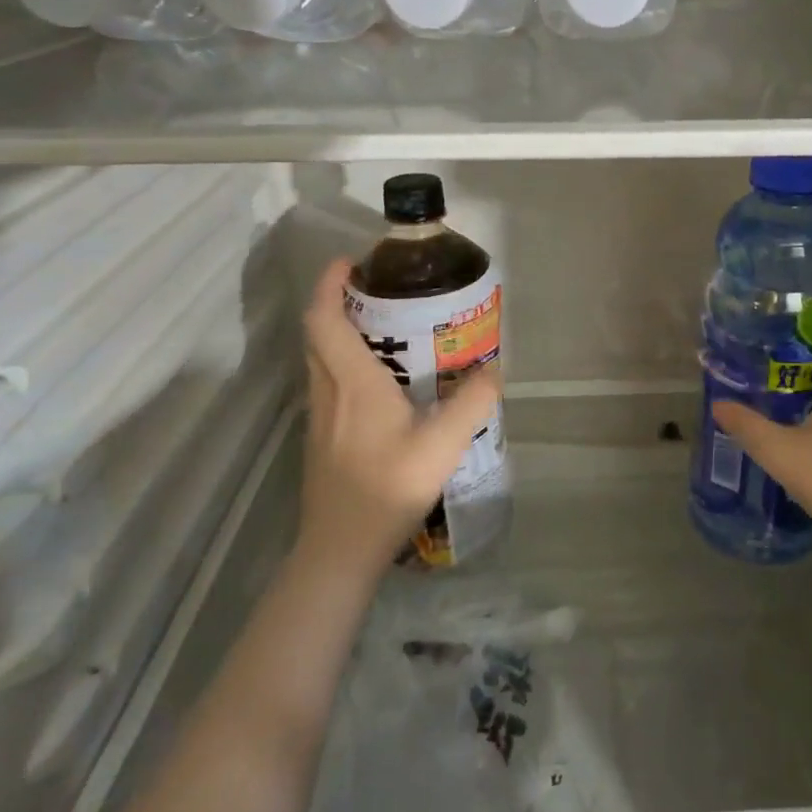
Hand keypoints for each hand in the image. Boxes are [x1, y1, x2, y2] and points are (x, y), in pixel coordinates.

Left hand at [298, 258, 501, 575]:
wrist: (340, 549)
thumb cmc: (387, 488)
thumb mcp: (443, 445)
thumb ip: (472, 402)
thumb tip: (493, 369)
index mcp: (352, 382)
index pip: (324, 319)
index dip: (329, 285)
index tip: (349, 263)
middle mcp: (328, 390)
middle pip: (318, 333)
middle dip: (337, 303)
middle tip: (376, 292)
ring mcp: (319, 416)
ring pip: (319, 358)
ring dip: (339, 332)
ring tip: (382, 329)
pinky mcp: (320, 437)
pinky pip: (326, 382)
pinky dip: (342, 362)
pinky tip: (378, 383)